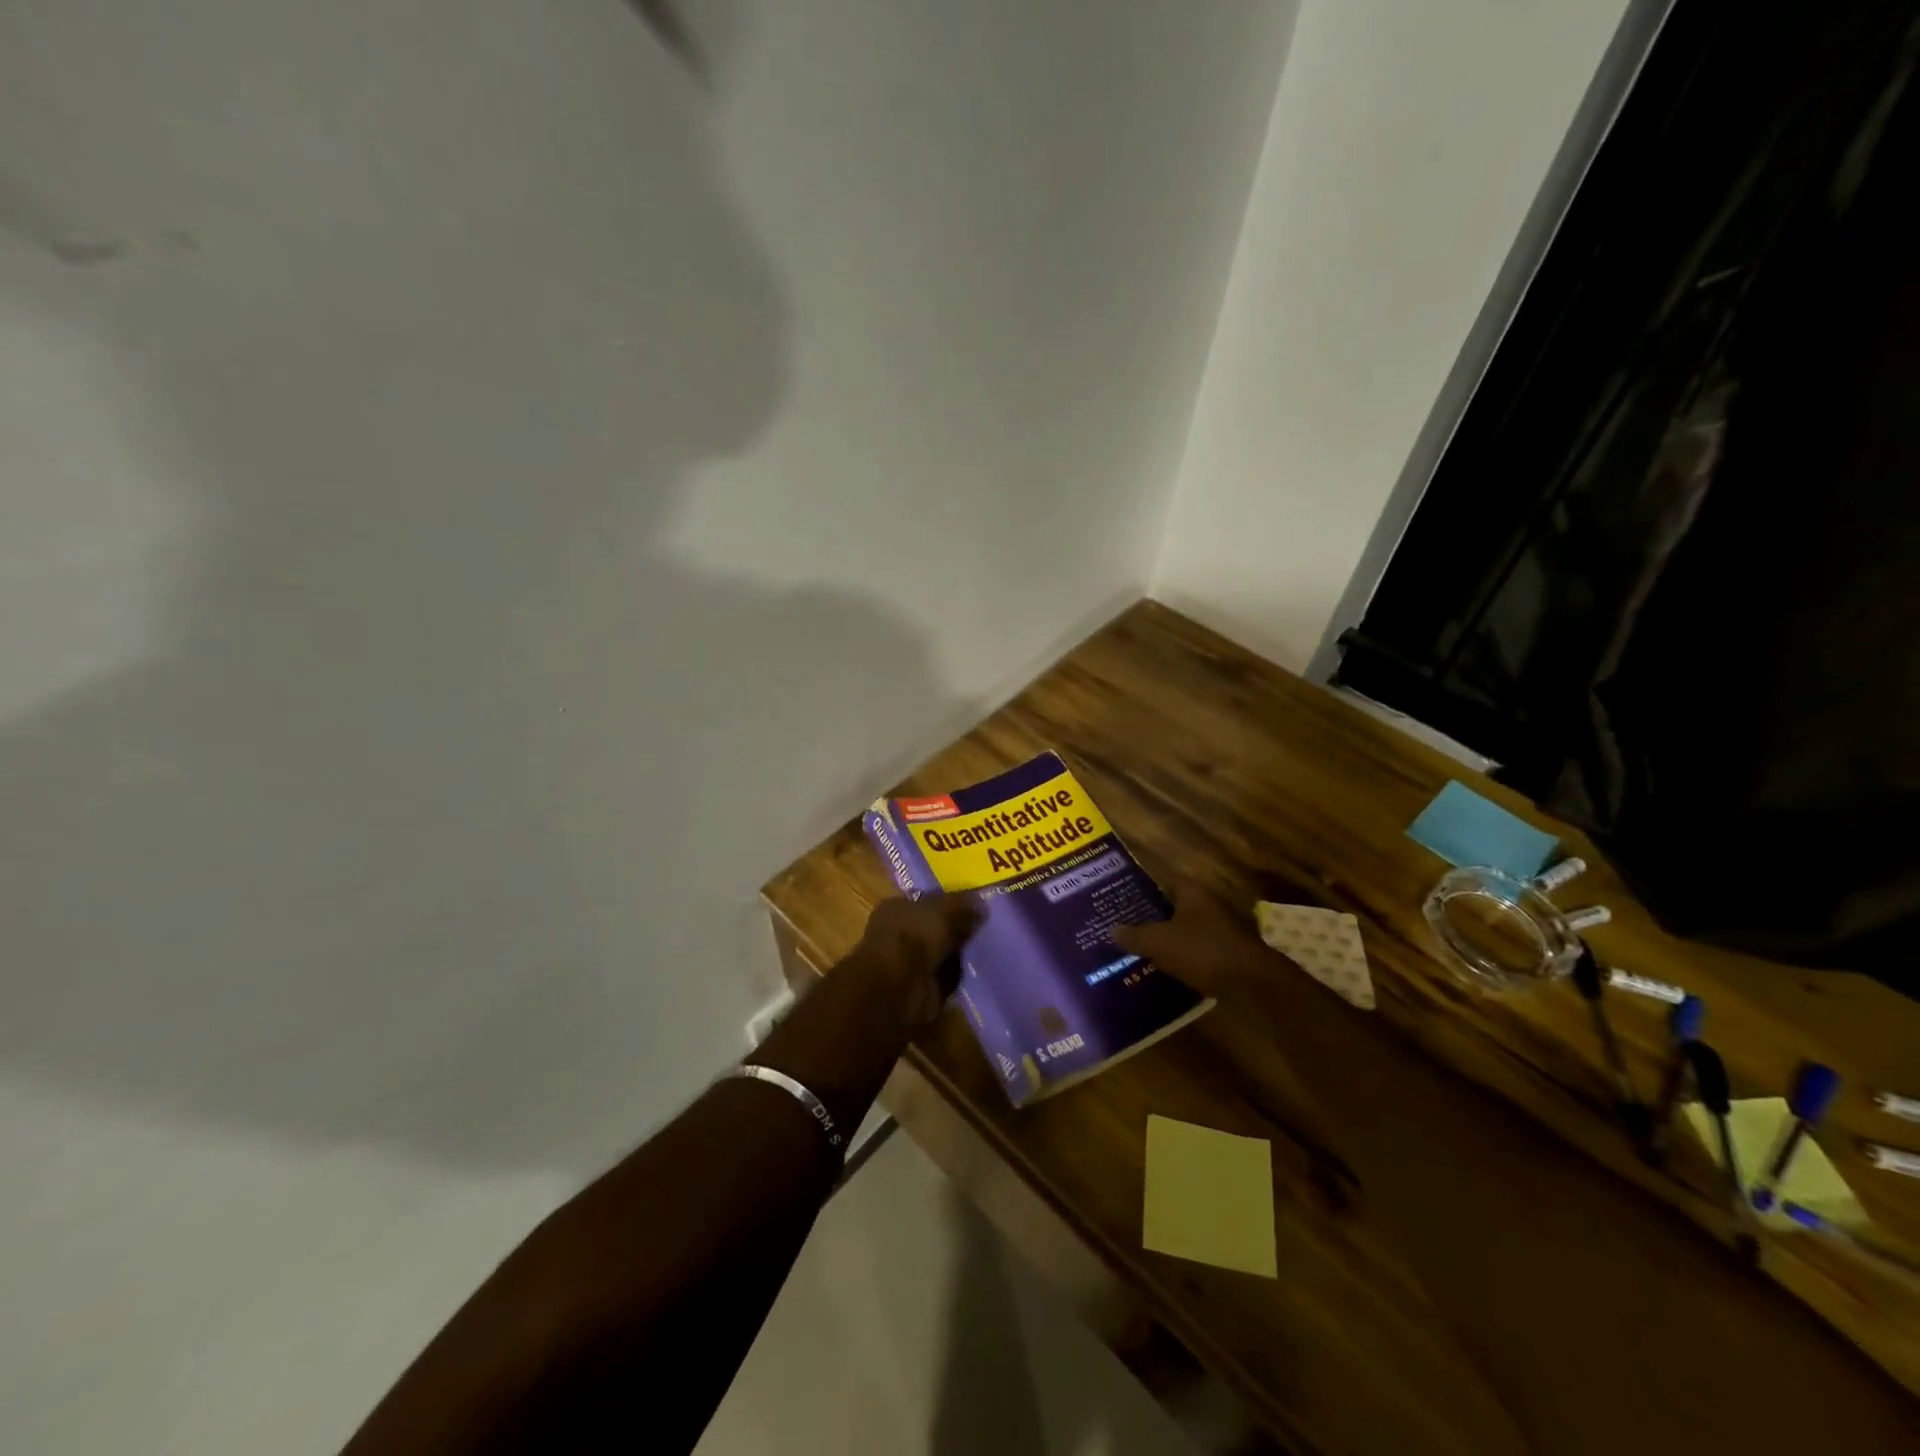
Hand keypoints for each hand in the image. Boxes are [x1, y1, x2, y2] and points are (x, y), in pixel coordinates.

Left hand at [845, 894, 981, 1036]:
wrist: (899, 987)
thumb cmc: (914, 936)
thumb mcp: (944, 910)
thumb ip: (963, 905)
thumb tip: (982, 904)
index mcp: (896, 908)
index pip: (926, 901)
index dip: (950, 903)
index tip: (976, 907)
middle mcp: (898, 934)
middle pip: (934, 929)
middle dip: (957, 930)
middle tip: (987, 929)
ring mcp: (907, 964)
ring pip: (940, 954)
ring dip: (959, 956)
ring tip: (986, 951)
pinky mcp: (918, 990)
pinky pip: (944, 979)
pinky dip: (957, 978)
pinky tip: (977, 973)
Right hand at [1114, 876, 1288, 1000]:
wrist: (1252, 985)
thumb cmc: (1203, 951)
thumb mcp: (1159, 942)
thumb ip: (1134, 935)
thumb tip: (1113, 929)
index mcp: (1193, 893)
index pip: (1165, 881)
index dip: (1145, 890)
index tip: (1124, 902)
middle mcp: (1210, 906)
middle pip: (1176, 908)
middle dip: (1155, 918)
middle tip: (1128, 929)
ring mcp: (1224, 931)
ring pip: (1188, 932)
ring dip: (1170, 941)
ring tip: (1143, 952)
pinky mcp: (1230, 956)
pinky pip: (1200, 953)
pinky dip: (1185, 960)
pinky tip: (1167, 972)